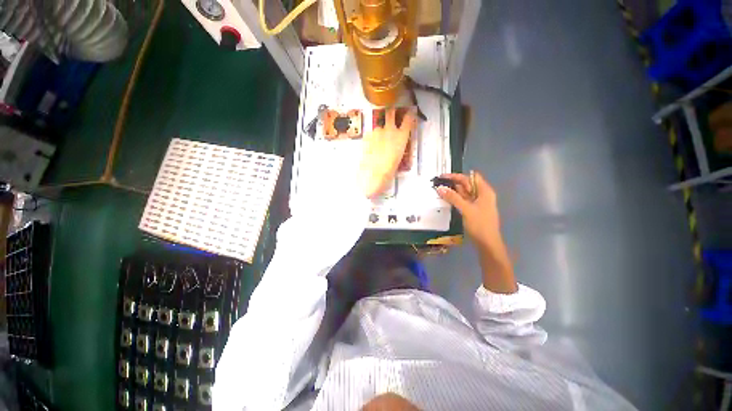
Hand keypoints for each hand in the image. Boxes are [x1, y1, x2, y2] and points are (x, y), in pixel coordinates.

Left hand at [358, 108, 416, 197]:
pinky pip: (370, 134)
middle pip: (390, 113)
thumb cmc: (389, 170)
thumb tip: (394, 149)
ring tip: (378, 142)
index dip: (409, 115)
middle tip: (390, 114)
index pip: (408, 119)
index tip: (409, 114)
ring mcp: (377, 132)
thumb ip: (397, 150)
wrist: (373, 173)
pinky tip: (371, 147)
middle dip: (391, 112)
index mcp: (401, 137)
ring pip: (379, 126)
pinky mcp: (367, 136)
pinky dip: (371, 138)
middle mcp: (390, 130)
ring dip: (380, 131)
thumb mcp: (398, 160)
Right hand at [436, 171, 516, 292]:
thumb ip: (453, 198)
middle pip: (467, 184)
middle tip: (438, 184)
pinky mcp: (473, 210)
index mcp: (484, 191)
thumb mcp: (466, 209)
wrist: (487, 243)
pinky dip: (455, 199)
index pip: (470, 177)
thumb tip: (439, 188)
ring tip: (439, 191)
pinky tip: (446, 199)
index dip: (457, 176)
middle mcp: (482, 195)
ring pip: (464, 193)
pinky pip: (463, 200)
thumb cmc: (480, 225)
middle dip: (453, 183)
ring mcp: (477, 203)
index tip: (442, 177)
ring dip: (453, 191)